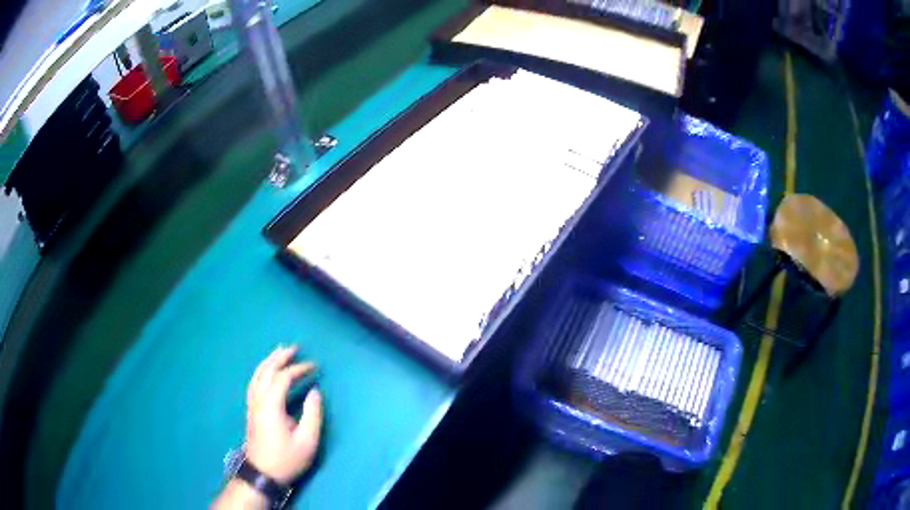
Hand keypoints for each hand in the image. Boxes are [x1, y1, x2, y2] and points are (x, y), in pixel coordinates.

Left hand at [245, 345, 322, 483]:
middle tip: (294, 347)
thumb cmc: (286, 458)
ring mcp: (252, 404)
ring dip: (269, 361)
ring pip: (257, 375)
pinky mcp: (251, 410)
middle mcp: (258, 400)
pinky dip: (262, 371)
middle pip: (266, 371)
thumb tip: (314, 391)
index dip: (298, 369)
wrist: (262, 473)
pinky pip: (254, 382)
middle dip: (280, 357)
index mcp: (271, 405)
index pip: (283, 378)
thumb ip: (312, 414)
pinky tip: (267, 372)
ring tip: (280, 352)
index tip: (314, 367)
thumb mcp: (307, 441)